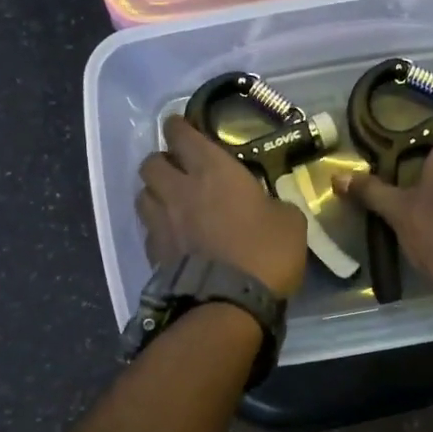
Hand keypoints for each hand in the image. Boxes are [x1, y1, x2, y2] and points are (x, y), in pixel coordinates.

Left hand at [137, 116, 308, 297]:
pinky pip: (148, 228)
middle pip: (151, 162)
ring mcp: (161, 222)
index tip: (182, 128)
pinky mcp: (153, 252)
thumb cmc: (265, 252)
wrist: (229, 303)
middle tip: (179, 170)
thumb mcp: (289, 220)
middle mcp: (179, 189)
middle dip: (162, 161)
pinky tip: (172, 235)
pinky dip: (157, 227)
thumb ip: (272, 203)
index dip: (179, 128)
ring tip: (170, 202)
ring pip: (142, 194)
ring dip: (155, 193)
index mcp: (213, 170)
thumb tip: (266, 204)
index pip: (181, 134)